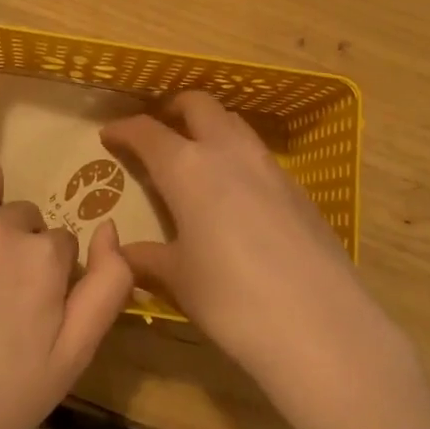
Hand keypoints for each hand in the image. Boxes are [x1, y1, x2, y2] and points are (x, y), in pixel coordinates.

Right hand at [103, 93, 410, 421]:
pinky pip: (258, 153)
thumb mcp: (180, 279)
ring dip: (209, 126)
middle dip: (173, 108)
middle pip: (198, 105)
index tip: (109, 134)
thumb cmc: (232, 299)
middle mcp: (227, 151)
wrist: (319, 323)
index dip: (125, 129)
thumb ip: (148, 259)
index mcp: (187, 167)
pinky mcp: (297, 187)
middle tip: (158, 128)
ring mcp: (268, 165)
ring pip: (233, 123)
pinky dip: (237, 155)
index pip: (148, 132)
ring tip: (195, 154)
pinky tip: (235, 192)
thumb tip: (122, 255)